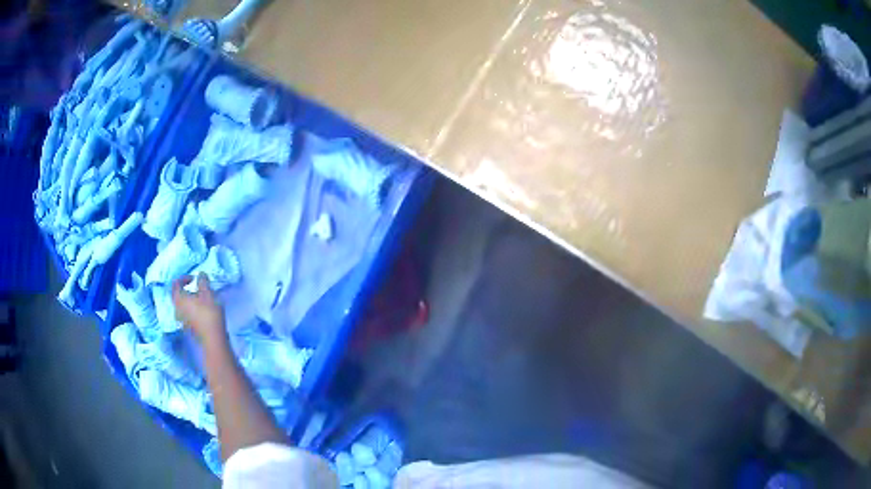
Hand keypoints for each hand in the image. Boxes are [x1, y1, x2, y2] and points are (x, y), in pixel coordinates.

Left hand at [172, 273, 226, 347]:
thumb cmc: (208, 313)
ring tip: (199, 299)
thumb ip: (203, 281)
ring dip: (188, 300)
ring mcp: (181, 320)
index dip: (184, 278)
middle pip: (177, 295)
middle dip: (185, 290)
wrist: (213, 338)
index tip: (194, 278)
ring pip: (181, 305)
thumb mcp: (208, 293)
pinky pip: (186, 314)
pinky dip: (191, 309)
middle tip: (196, 288)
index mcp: (178, 298)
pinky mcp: (187, 328)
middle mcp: (176, 308)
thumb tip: (200, 274)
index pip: (176, 284)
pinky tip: (200, 311)